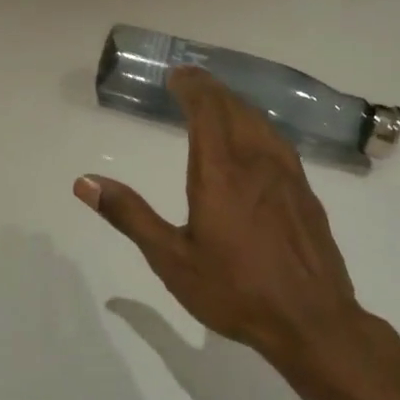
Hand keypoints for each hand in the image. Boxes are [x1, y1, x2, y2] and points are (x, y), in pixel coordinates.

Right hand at [76, 66, 376, 376]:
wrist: (313, 322)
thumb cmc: (235, 290)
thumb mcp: (171, 259)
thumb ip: (129, 215)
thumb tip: (85, 182)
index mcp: (220, 172)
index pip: (207, 109)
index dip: (191, 86)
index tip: (175, 76)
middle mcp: (257, 162)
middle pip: (234, 108)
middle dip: (210, 89)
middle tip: (189, 82)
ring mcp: (288, 176)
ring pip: (260, 122)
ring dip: (235, 105)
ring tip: (216, 104)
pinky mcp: (306, 193)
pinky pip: (277, 142)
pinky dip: (256, 126)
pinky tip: (252, 142)